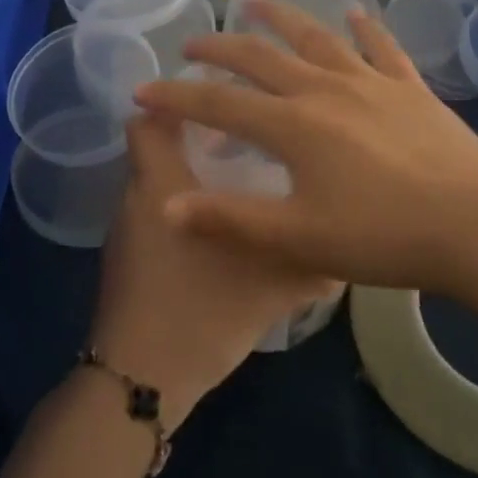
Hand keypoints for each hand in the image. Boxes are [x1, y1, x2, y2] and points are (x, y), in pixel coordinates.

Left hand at [89, 109, 336, 429]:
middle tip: (248, 138)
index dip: (175, 100)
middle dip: (195, 136)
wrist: (141, 380)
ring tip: (241, 179)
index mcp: (162, 184)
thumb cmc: (201, 312)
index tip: (219, 97)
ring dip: (190, 174)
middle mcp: (137, 197)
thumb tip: (349, 247)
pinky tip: (221, 231)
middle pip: (156, 146)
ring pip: (157, 181)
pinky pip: (156, 213)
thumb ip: (314, 261)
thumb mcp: (272, 285)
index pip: (147, 118)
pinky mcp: (128, 260)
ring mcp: (127, 231)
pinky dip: (184, 207)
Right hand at [132, 0, 477, 297]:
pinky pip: (381, 48)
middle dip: (220, 49)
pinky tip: (355, 12)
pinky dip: (364, 28)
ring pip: (316, 39)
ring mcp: (371, 82)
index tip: (143, 90)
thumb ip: (231, 219)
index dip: (177, 96)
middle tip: (192, 42)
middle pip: (262, 58)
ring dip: (282, 18)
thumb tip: (167, 205)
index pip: (219, 103)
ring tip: (257, 0)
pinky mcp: (410, 88)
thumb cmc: (384, 236)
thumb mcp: (299, 238)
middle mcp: (325, 89)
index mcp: (294, 125)